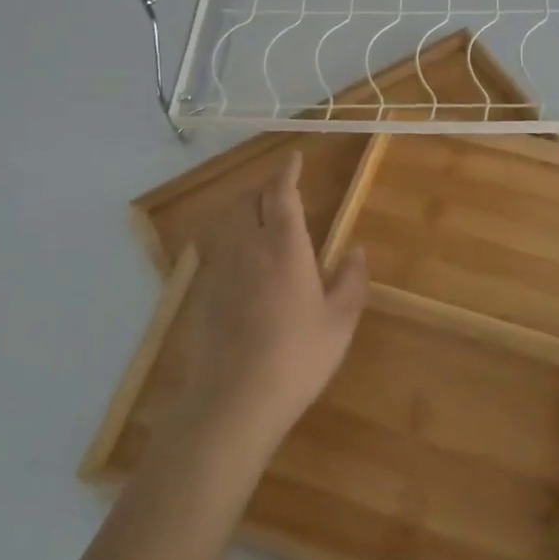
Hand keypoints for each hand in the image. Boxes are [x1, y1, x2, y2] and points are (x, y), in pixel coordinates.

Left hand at [173, 150, 368, 458]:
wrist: (232, 402)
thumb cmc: (296, 358)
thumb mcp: (339, 323)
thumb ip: (351, 281)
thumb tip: (357, 251)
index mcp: (283, 247)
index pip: (281, 194)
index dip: (287, 172)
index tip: (294, 158)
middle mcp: (247, 248)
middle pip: (247, 201)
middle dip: (263, 187)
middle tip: (281, 190)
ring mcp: (219, 270)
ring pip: (227, 222)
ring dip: (243, 210)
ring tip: (260, 218)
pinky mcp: (201, 293)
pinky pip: (215, 250)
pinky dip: (230, 239)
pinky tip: (241, 261)